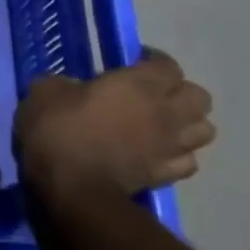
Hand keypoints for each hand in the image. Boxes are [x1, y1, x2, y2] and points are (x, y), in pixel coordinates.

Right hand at [13, 48, 214, 201]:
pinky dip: (179, 155)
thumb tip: (73, 88)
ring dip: (187, 124)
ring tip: (162, 124)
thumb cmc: (58, 131)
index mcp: (138, 85)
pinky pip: (189, 161)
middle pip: (199, 96)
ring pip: (205, 130)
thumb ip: (65, 83)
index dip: (153, 61)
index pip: (168, 65)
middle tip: (152, 94)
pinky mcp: (166, 175)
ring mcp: (170, 146)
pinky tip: (158, 153)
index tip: (132, 63)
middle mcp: (164, 112)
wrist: (72, 187)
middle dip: (180, 92)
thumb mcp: (44, 93)